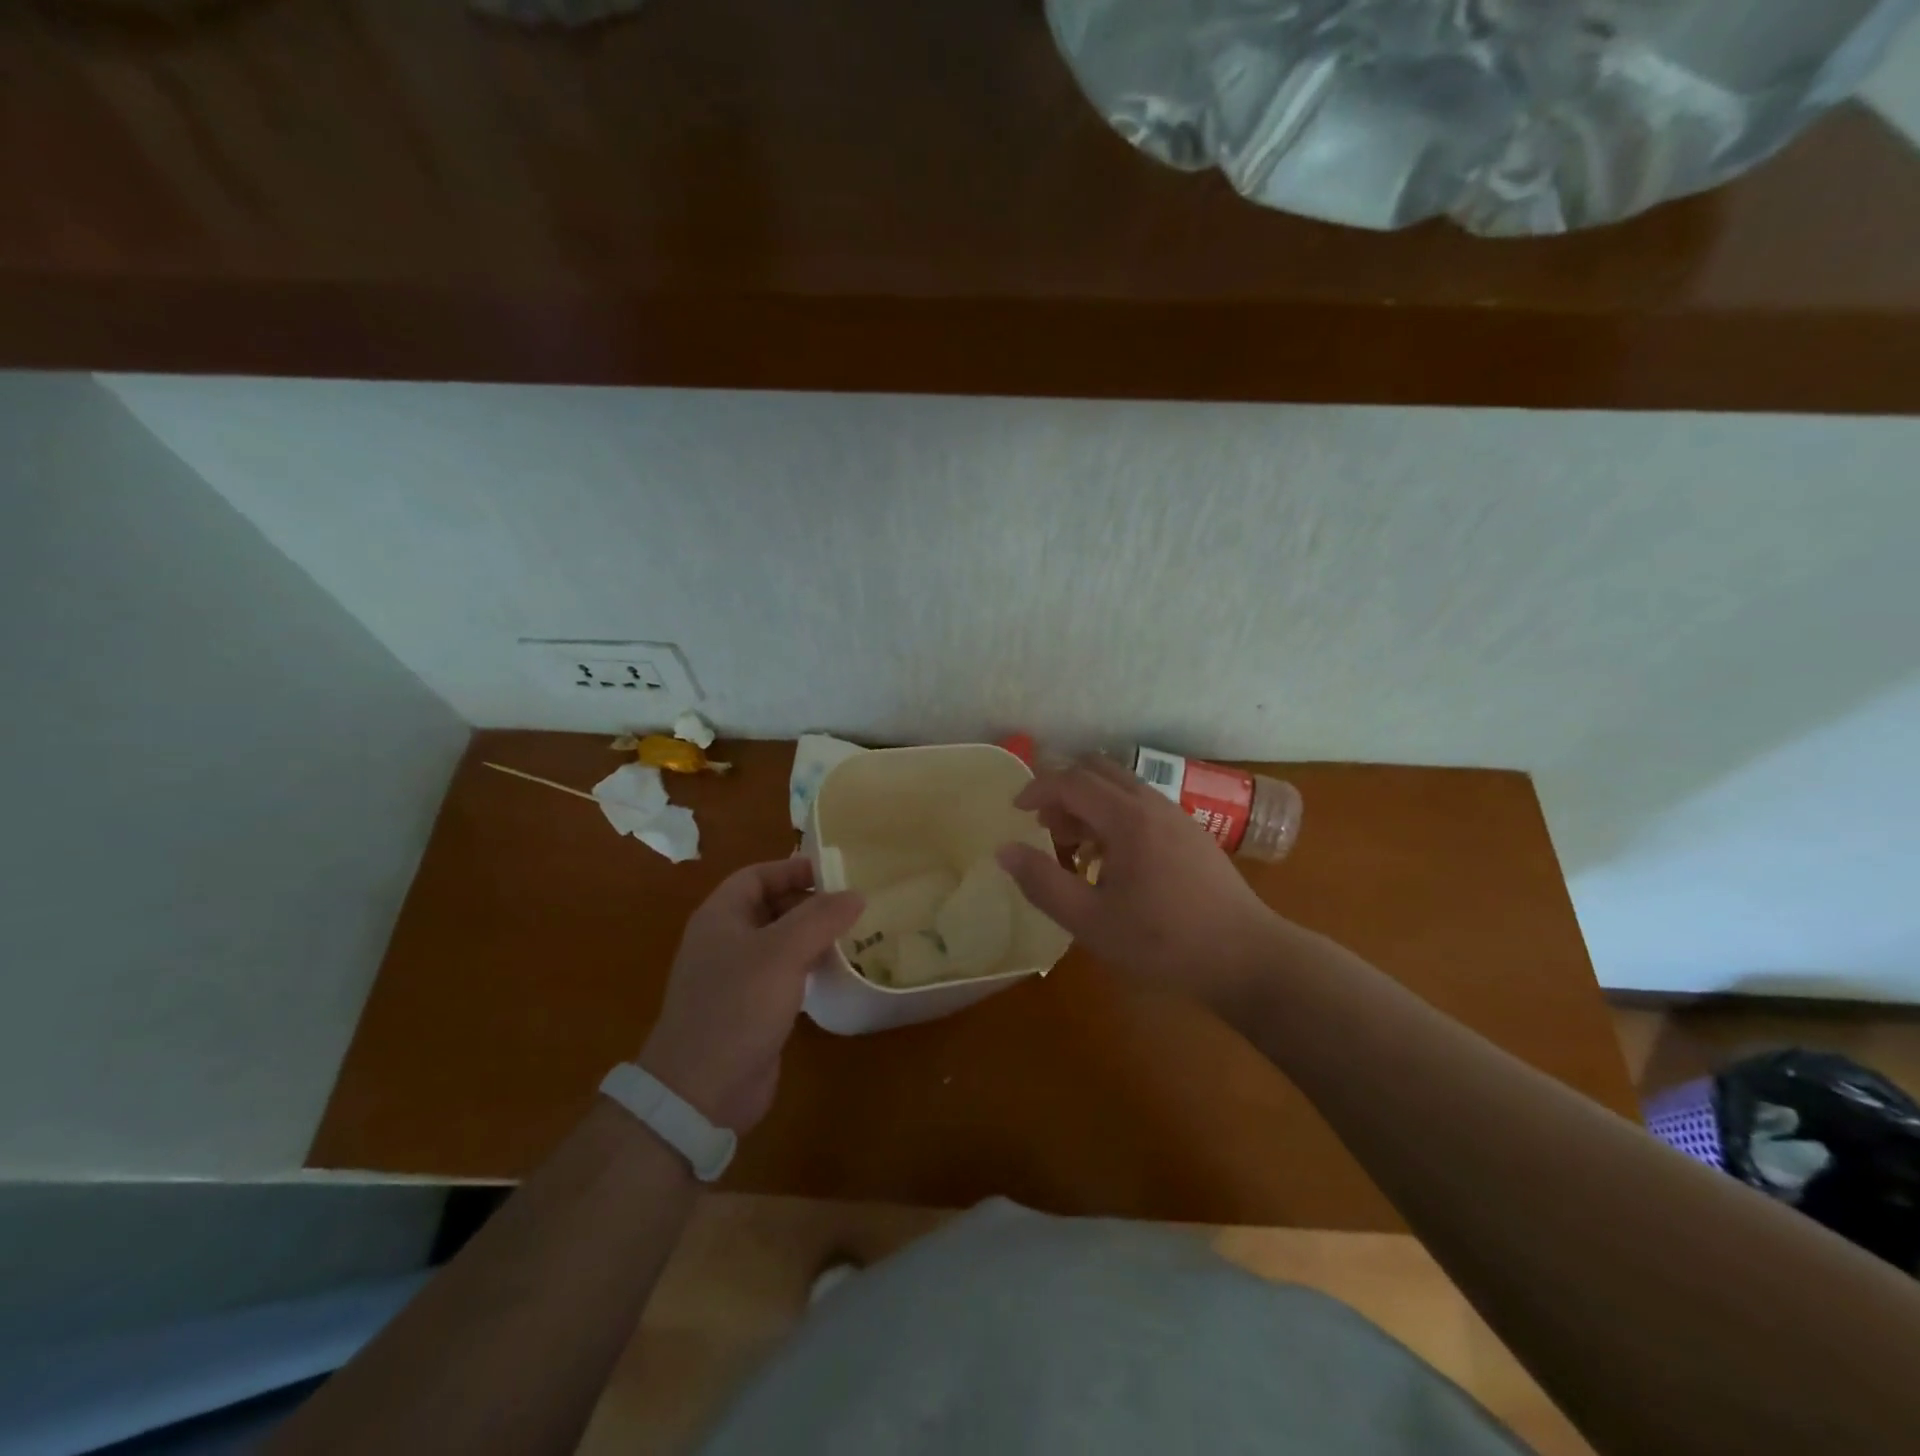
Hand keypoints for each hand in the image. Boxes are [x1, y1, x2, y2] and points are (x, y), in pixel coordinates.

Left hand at [638, 859, 862, 1132]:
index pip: (757, 875)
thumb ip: (820, 917)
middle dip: (810, 903)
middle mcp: (725, 941)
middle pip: (770, 906)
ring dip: (813, 936)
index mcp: (720, 917)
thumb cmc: (737, 1006)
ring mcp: (737, 977)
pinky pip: (784, 974)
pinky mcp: (751, 1009)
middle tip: (853, 906)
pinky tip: (838, 973)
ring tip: (855, 935)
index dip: (793, 869)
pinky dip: (809, 967)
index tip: (836, 874)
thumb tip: (856, 893)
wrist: (702, 1091)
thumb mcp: (782, 952)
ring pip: (780, 942)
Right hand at [996, 758, 1281, 1013]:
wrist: (1247, 957)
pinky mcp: (1191, 833)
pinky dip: (1113, 815)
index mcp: (1127, 818)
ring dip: (1089, 803)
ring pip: (1120, 786)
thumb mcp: (1091, 921)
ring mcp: (1177, 815)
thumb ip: (1043, 883)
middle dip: (1063, 791)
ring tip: (1075, 848)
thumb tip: (1004, 850)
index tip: (1015, 812)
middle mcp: (1152, 804)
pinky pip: (1140, 804)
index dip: (1037, 789)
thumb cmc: (1164, 942)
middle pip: (1097, 771)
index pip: (1071, 781)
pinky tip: (1113, 861)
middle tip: (1045, 827)